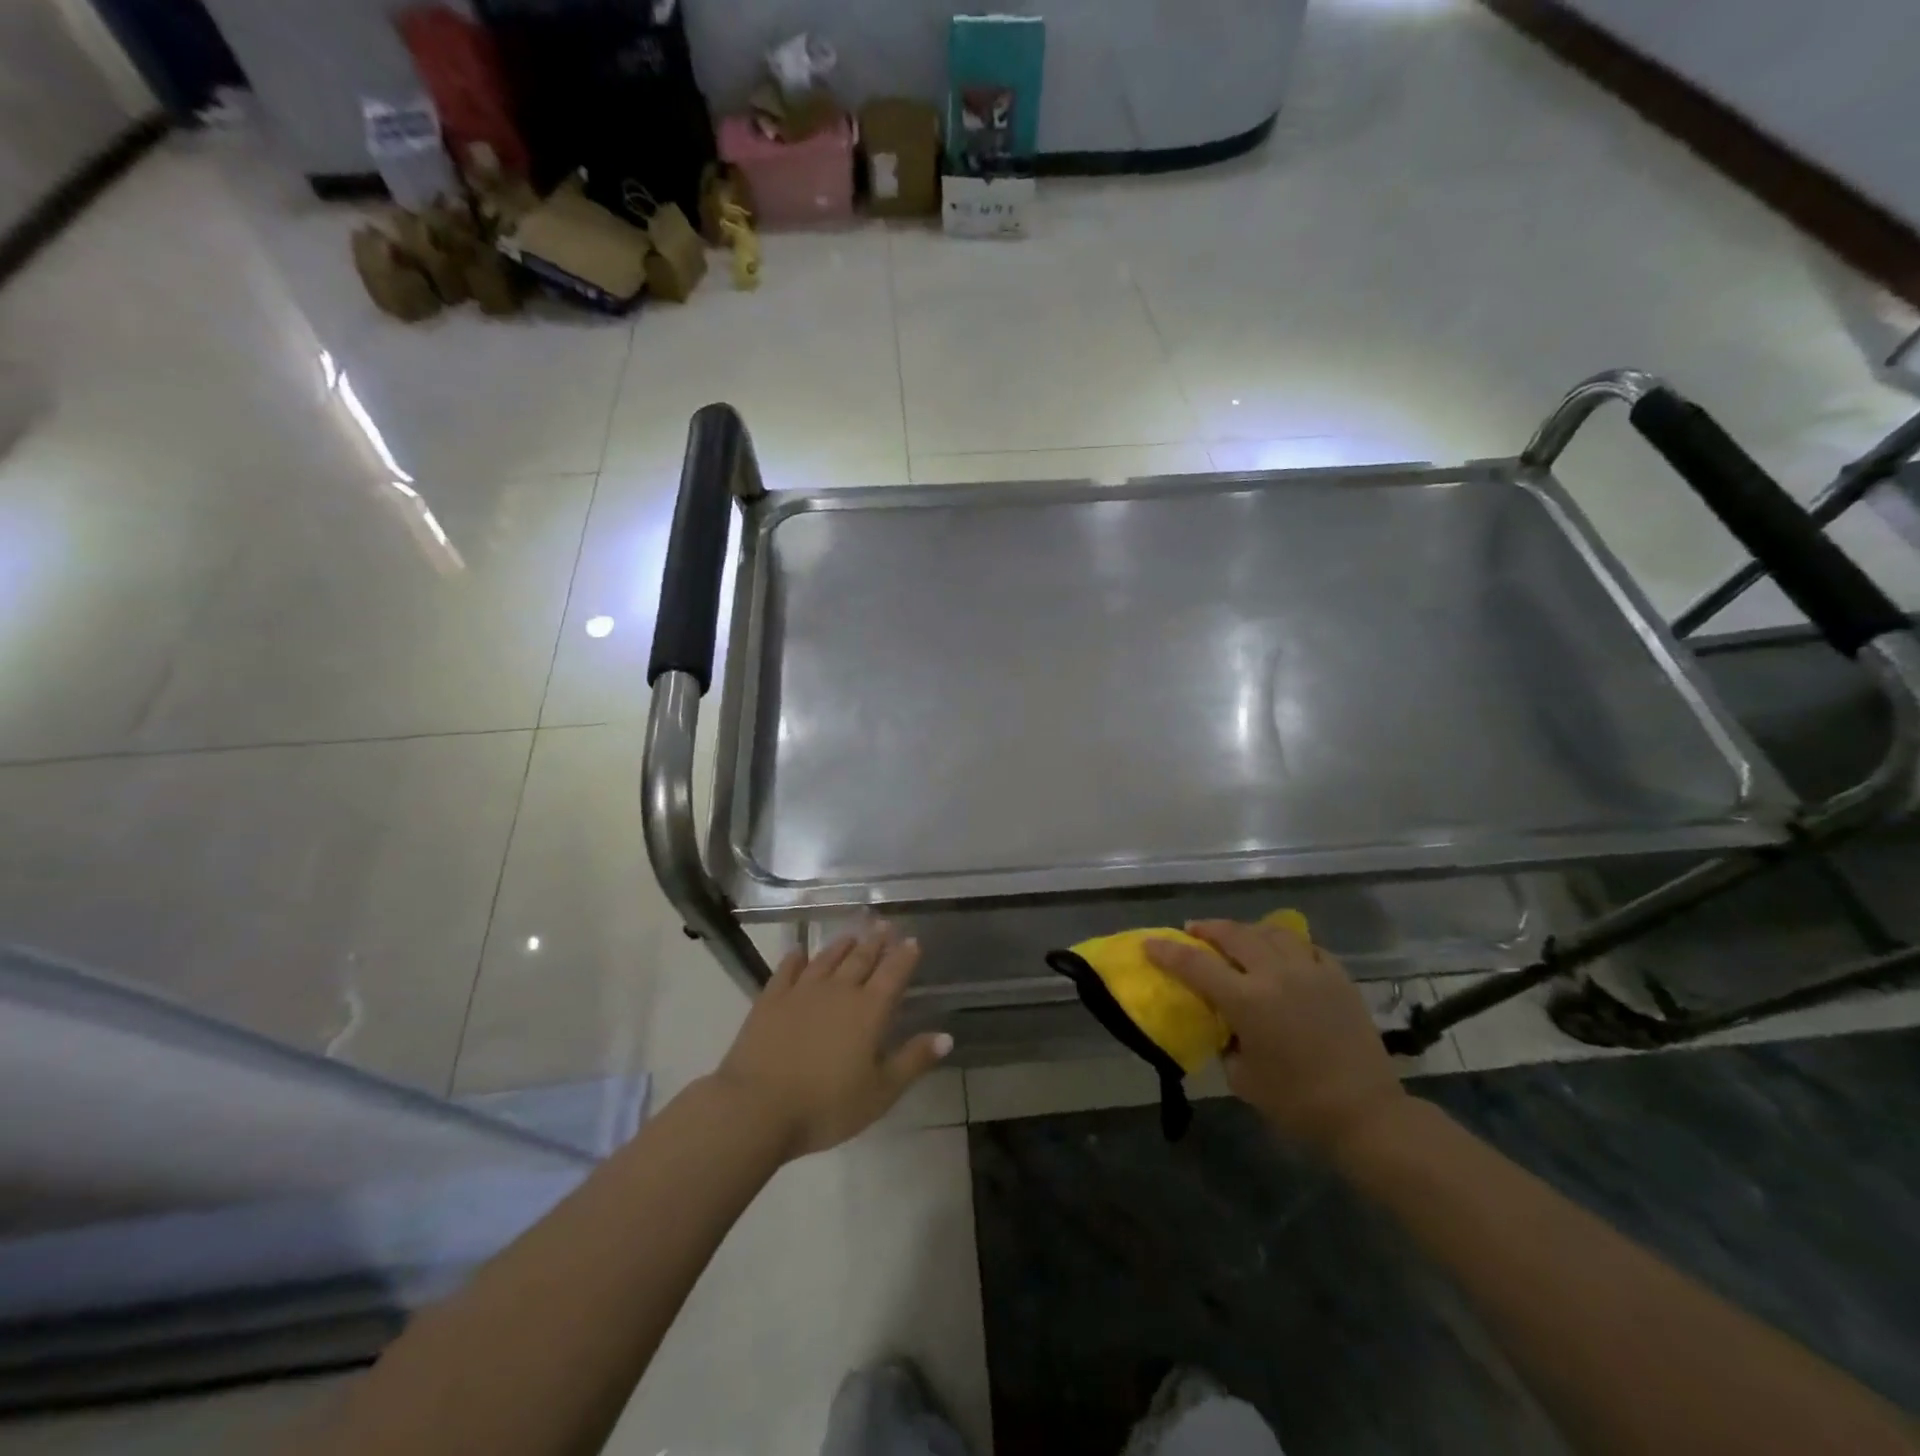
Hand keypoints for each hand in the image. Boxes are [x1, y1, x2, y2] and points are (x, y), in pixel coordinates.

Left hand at [712, 926, 952, 1159]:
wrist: (756, 1108)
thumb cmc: (825, 1106)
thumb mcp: (880, 1092)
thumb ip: (913, 1061)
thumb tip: (947, 1036)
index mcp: (869, 1010)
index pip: (893, 974)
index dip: (904, 956)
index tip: (912, 940)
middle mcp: (838, 991)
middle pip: (861, 959)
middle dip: (876, 942)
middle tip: (885, 926)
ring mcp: (801, 991)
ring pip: (827, 959)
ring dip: (841, 945)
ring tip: (852, 935)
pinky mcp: (770, 999)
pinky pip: (787, 970)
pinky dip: (796, 959)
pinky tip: (799, 953)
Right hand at [1146, 919, 1407, 1157]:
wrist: (1366, 1114)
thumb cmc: (1297, 1103)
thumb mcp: (1243, 1078)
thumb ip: (1227, 1041)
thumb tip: (1225, 1024)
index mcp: (1247, 1001)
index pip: (1195, 965)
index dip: (1168, 952)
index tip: (1150, 944)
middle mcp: (1276, 974)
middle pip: (1233, 934)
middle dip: (1207, 929)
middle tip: (1193, 932)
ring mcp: (1311, 971)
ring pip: (1271, 931)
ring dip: (1247, 930)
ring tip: (1237, 937)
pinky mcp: (1339, 977)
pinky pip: (1306, 947)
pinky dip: (1287, 944)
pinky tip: (1282, 953)